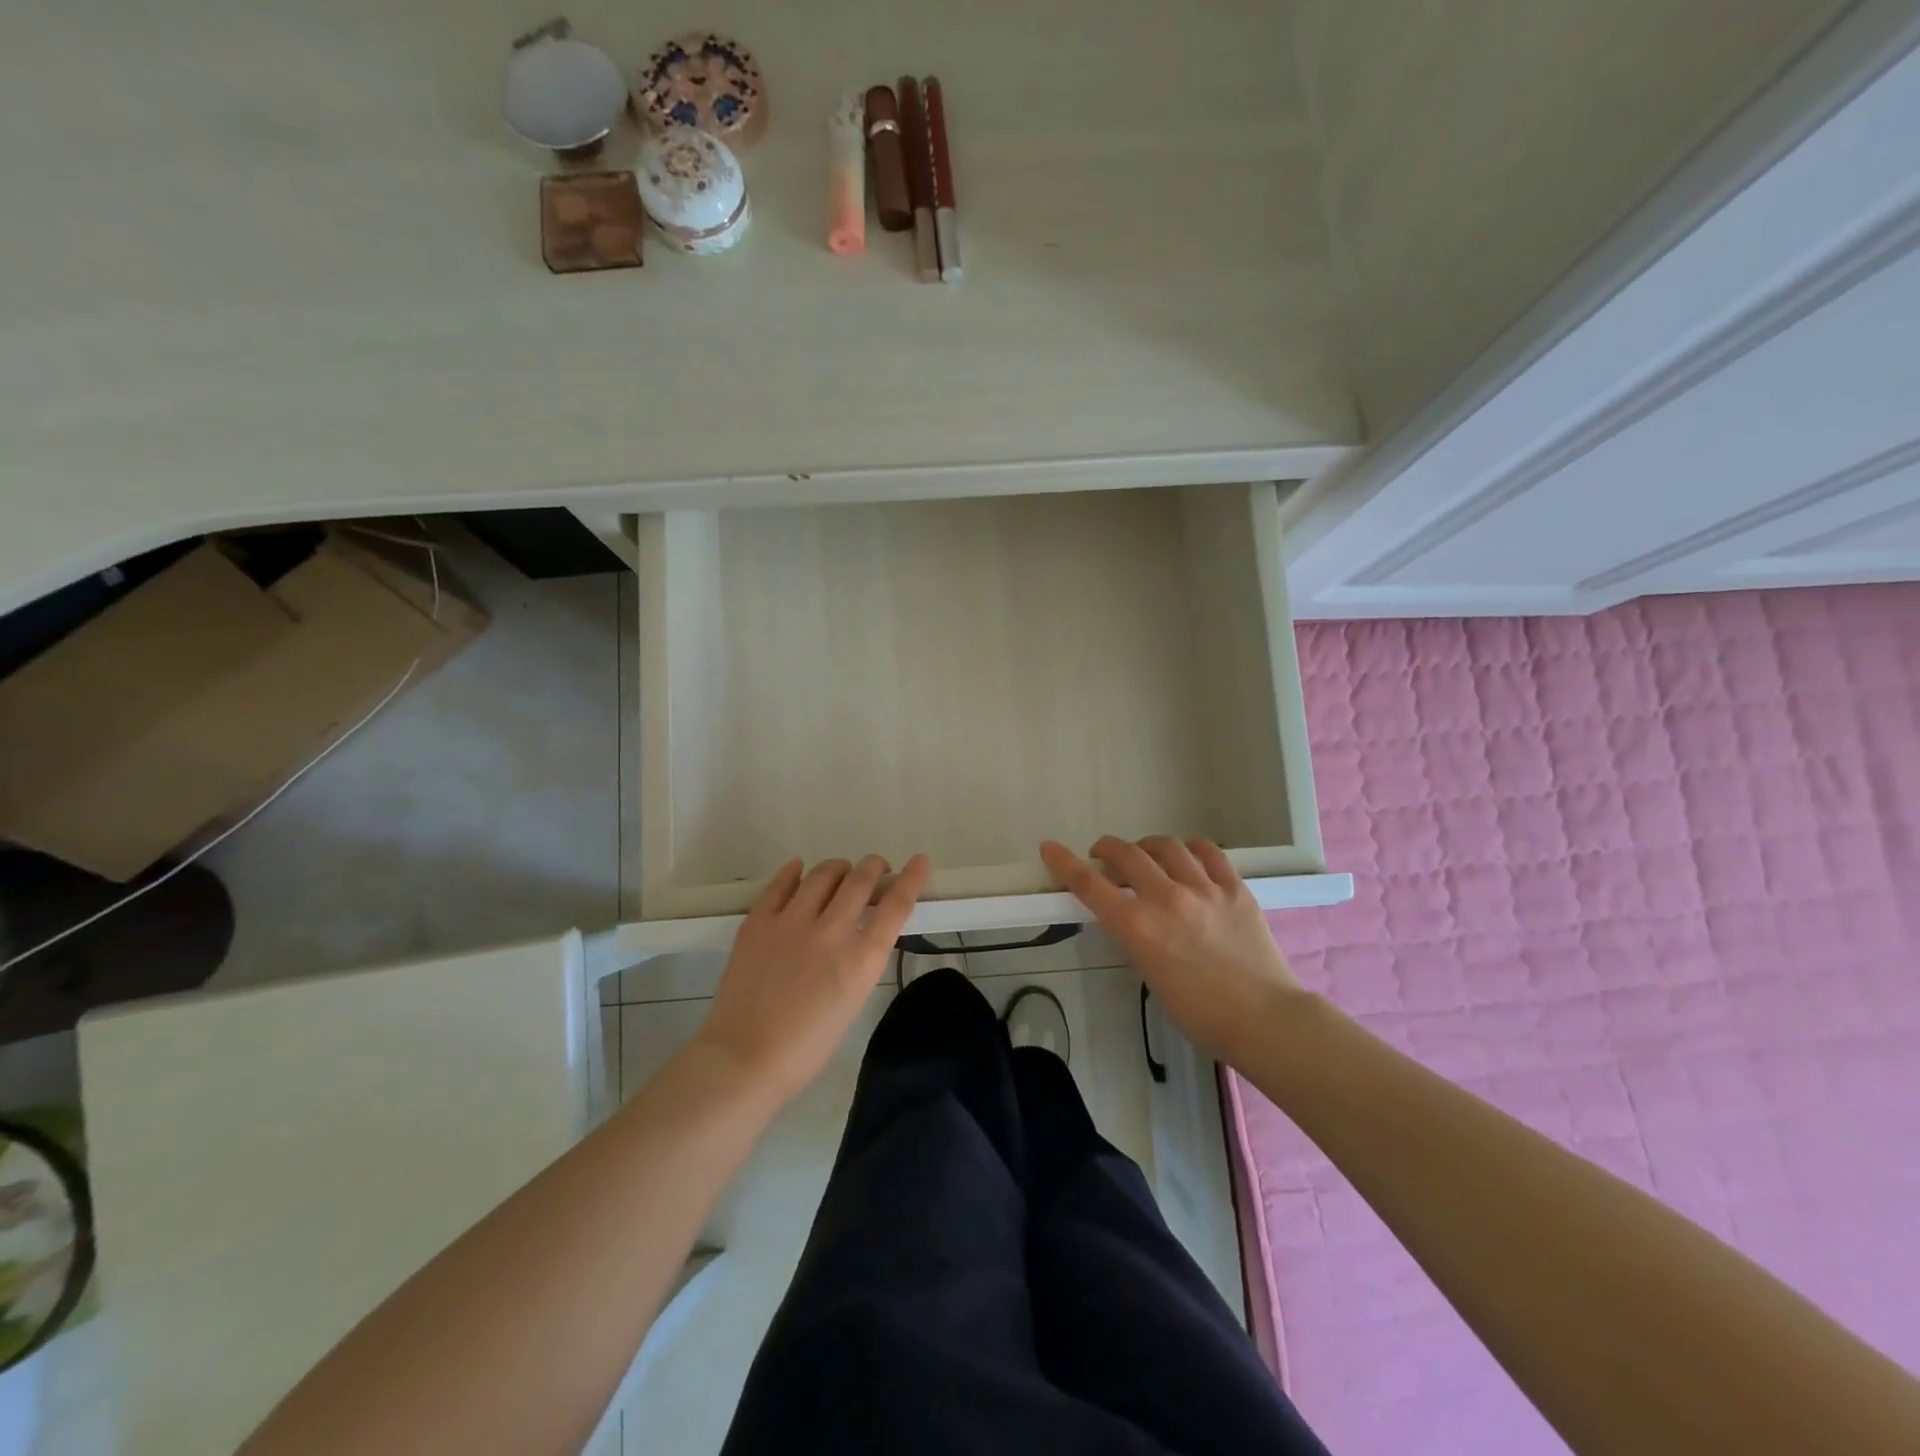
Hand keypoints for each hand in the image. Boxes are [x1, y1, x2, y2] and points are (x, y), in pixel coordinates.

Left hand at [695, 853, 930, 1102]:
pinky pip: (781, 883)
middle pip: (861, 879)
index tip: (920, 862)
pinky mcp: (759, 921)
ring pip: (823, 873)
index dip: (912, 879)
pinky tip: (799, 870)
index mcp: (861, 960)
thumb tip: (859, 930)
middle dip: (875, 867)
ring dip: (839, 868)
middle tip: (877, 869)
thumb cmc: (806, 1046)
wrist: (745, 1058)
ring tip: (840, 872)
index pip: (896, 905)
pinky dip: (795, 871)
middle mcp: (832, 932)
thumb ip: (860, 960)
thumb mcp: (852, 1000)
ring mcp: (792, 922)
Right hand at [1040, 835, 1301, 1065]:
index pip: (1091, 885)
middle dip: (1107, 849)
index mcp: (1139, 927)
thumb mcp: (1151, 974)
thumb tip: (1133, 915)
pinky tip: (1186, 854)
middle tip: (1103, 855)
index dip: (1065, 863)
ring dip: (1147, 845)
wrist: (1265, 1020)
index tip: (1050, 848)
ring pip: (1166, 845)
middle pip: (1126, 854)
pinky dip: (1189, 847)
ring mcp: (1204, 889)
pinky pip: (1208, 852)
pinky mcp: (1235, 888)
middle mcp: (1167, 898)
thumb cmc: (1201, 1014)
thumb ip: (1138, 937)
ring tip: (1146, 854)